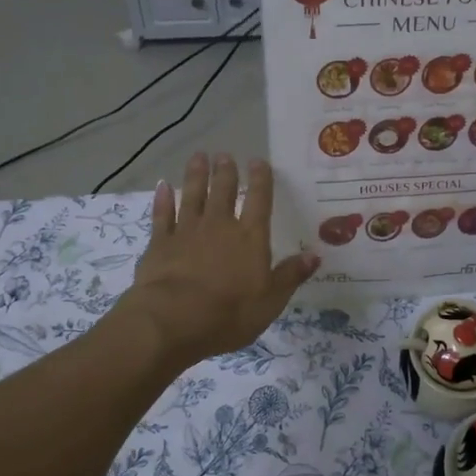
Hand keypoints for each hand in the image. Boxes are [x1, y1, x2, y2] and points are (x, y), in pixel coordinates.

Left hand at [115, 153, 317, 365]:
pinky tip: (162, 186)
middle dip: (226, 172)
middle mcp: (219, 226)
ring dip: (196, 176)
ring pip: (193, 196)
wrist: (172, 320)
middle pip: (224, 192)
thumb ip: (291, 275)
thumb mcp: (271, 300)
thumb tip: (315, 255)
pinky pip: (162, 216)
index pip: (259, 201)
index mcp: (250, 238)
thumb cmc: (230, 313)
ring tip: (199, 157)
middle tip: (225, 155)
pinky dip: (162, 200)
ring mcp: (187, 232)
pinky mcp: (160, 244)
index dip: (260, 179)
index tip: (258, 161)